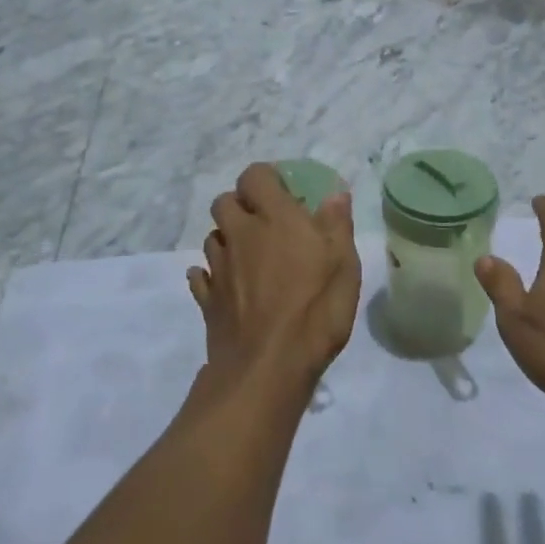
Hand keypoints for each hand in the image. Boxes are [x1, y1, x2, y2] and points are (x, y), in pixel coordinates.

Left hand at [189, 164, 361, 392]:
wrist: (268, 367)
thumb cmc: (315, 309)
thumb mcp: (343, 264)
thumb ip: (336, 224)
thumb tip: (335, 195)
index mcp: (273, 219)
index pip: (255, 176)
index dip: (266, 178)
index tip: (285, 192)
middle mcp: (239, 235)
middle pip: (224, 202)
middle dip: (241, 205)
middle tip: (266, 223)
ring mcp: (219, 268)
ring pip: (212, 238)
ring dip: (228, 239)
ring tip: (250, 256)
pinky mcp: (207, 300)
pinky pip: (201, 277)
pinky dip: (211, 276)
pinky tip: (227, 286)